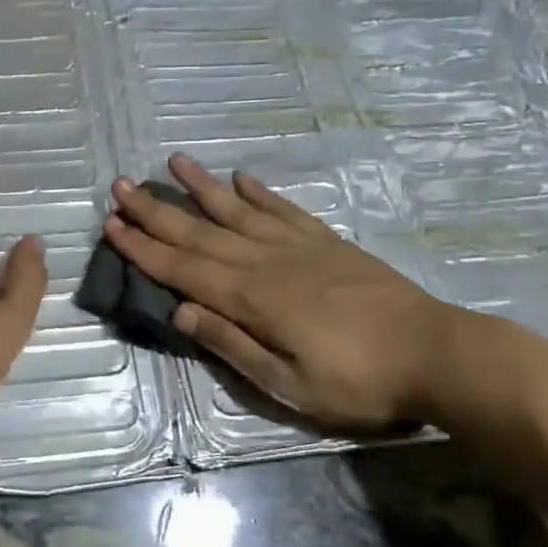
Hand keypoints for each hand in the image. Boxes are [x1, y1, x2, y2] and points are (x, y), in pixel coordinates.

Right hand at [105, 156, 467, 433]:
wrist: (436, 353)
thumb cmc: (358, 381)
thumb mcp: (288, 384)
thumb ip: (232, 345)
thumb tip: (182, 312)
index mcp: (251, 298)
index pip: (182, 268)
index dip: (143, 247)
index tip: (111, 224)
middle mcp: (265, 261)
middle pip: (199, 232)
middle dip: (155, 211)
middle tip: (120, 186)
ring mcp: (298, 246)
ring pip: (237, 210)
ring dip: (202, 187)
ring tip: (173, 162)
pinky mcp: (327, 242)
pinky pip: (284, 210)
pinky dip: (260, 193)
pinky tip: (242, 178)